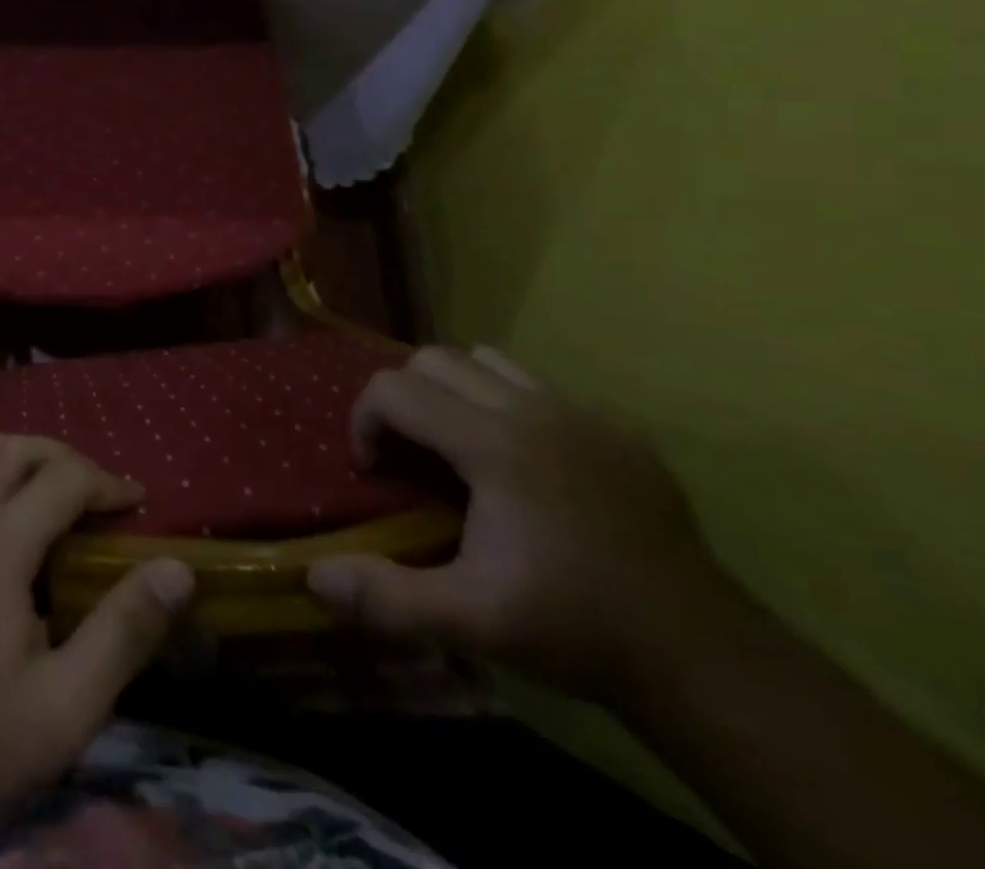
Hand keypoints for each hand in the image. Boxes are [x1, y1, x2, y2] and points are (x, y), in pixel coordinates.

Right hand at [307, 346, 727, 699]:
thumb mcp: (469, 621)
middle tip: (410, 456)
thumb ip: (385, 597)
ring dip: (456, 392)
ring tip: (462, 449)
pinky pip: (543, 387)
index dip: (365, 421)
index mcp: (494, 444)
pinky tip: (529, 466)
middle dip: (404, 398)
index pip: (394, 389)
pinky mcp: (621, 428)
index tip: (374, 470)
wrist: (704, 657)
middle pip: (434, 359)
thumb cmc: (575, 627)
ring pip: (489, 361)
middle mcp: (534, 409)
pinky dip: (512, 406)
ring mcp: (583, 413)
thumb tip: (313, 575)